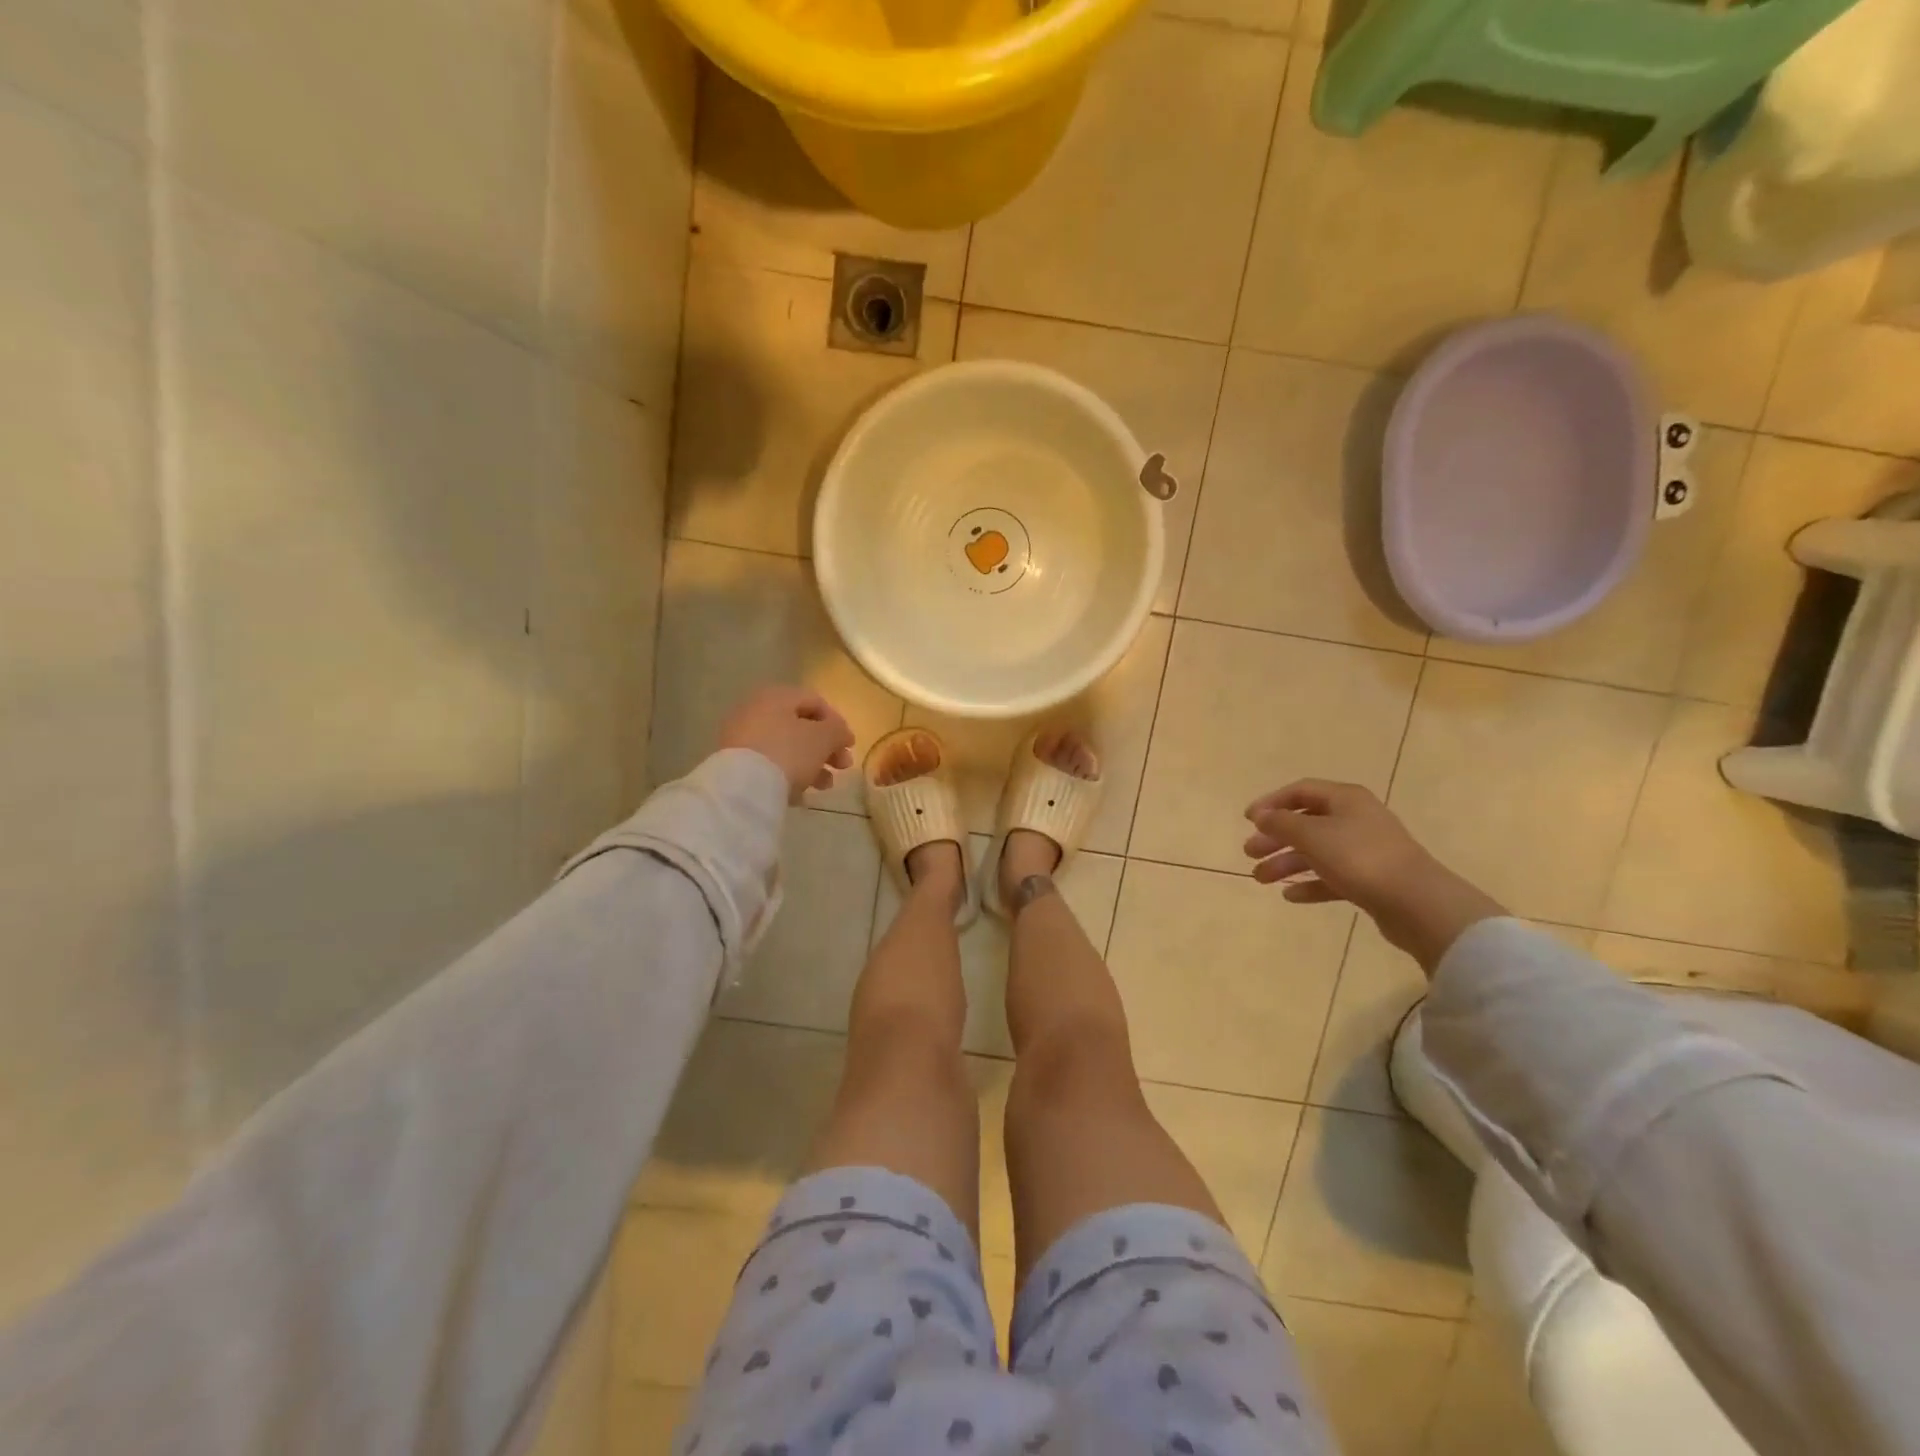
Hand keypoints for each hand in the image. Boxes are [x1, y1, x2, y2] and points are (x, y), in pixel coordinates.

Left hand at [718, 687, 855, 801]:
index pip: (815, 701)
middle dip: (826, 747)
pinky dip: (788, 775)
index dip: (838, 722)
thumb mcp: (823, 738)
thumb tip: (841, 733)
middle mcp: (756, 711)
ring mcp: (742, 738)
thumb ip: (838, 730)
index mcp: (777, 696)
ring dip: (811, 764)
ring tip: (824, 785)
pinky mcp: (735, 763)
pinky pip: (769, 765)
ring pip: (785, 747)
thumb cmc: (789, 752)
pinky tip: (800, 795)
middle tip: (842, 766)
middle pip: (800, 726)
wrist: (744, 787)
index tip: (850, 745)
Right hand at [1243, 779, 1503, 971]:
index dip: (1271, 802)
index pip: (1300, 791)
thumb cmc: (1360, 858)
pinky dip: (1310, 884)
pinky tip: (1290, 896)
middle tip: (1249, 853)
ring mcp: (1365, 850)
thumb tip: (1261, 816)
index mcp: (1345, 799)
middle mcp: (1356, 819)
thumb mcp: (1312, 835)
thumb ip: (1281, 823)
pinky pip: (1332, 877)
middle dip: (1275, 837)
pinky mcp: (1371, 880)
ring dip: (1286, 863)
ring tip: (1261, 879)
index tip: (1247, 820)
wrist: (1417, 903)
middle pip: (1306, 822)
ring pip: (1316, 852)